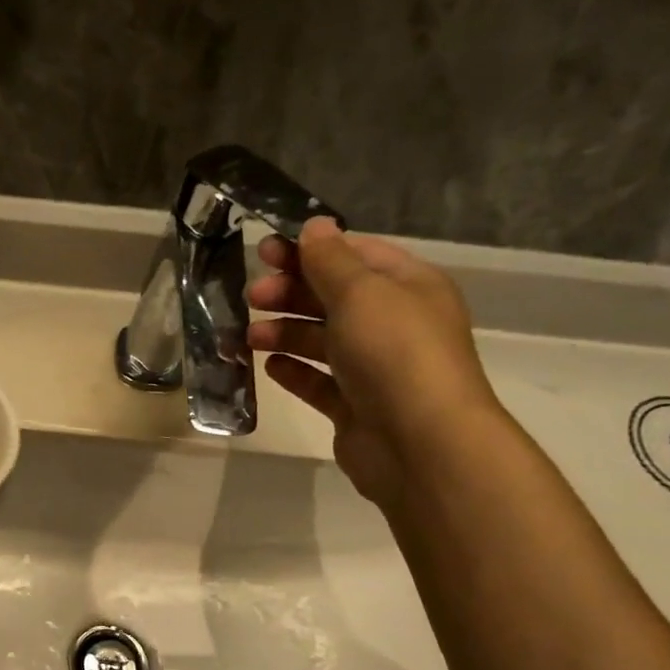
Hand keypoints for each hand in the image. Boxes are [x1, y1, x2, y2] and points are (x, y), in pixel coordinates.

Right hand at [246, 219, 503, 505]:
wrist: (419, 443)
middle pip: (333, 298)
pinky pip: (319, 382)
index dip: (309, 250)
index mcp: (407, 287)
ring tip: (249, 337)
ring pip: (321, 341)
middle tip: (251, 296)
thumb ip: (330, 260)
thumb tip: (314, 226)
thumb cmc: (393, 353)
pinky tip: (269, 367)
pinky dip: (294, 372)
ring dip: (284, 333)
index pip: (354, 255)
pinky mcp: (355, 407)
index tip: (264, 251)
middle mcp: (393, 323)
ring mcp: (374, 369)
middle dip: (291, 293)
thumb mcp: (361, 293)